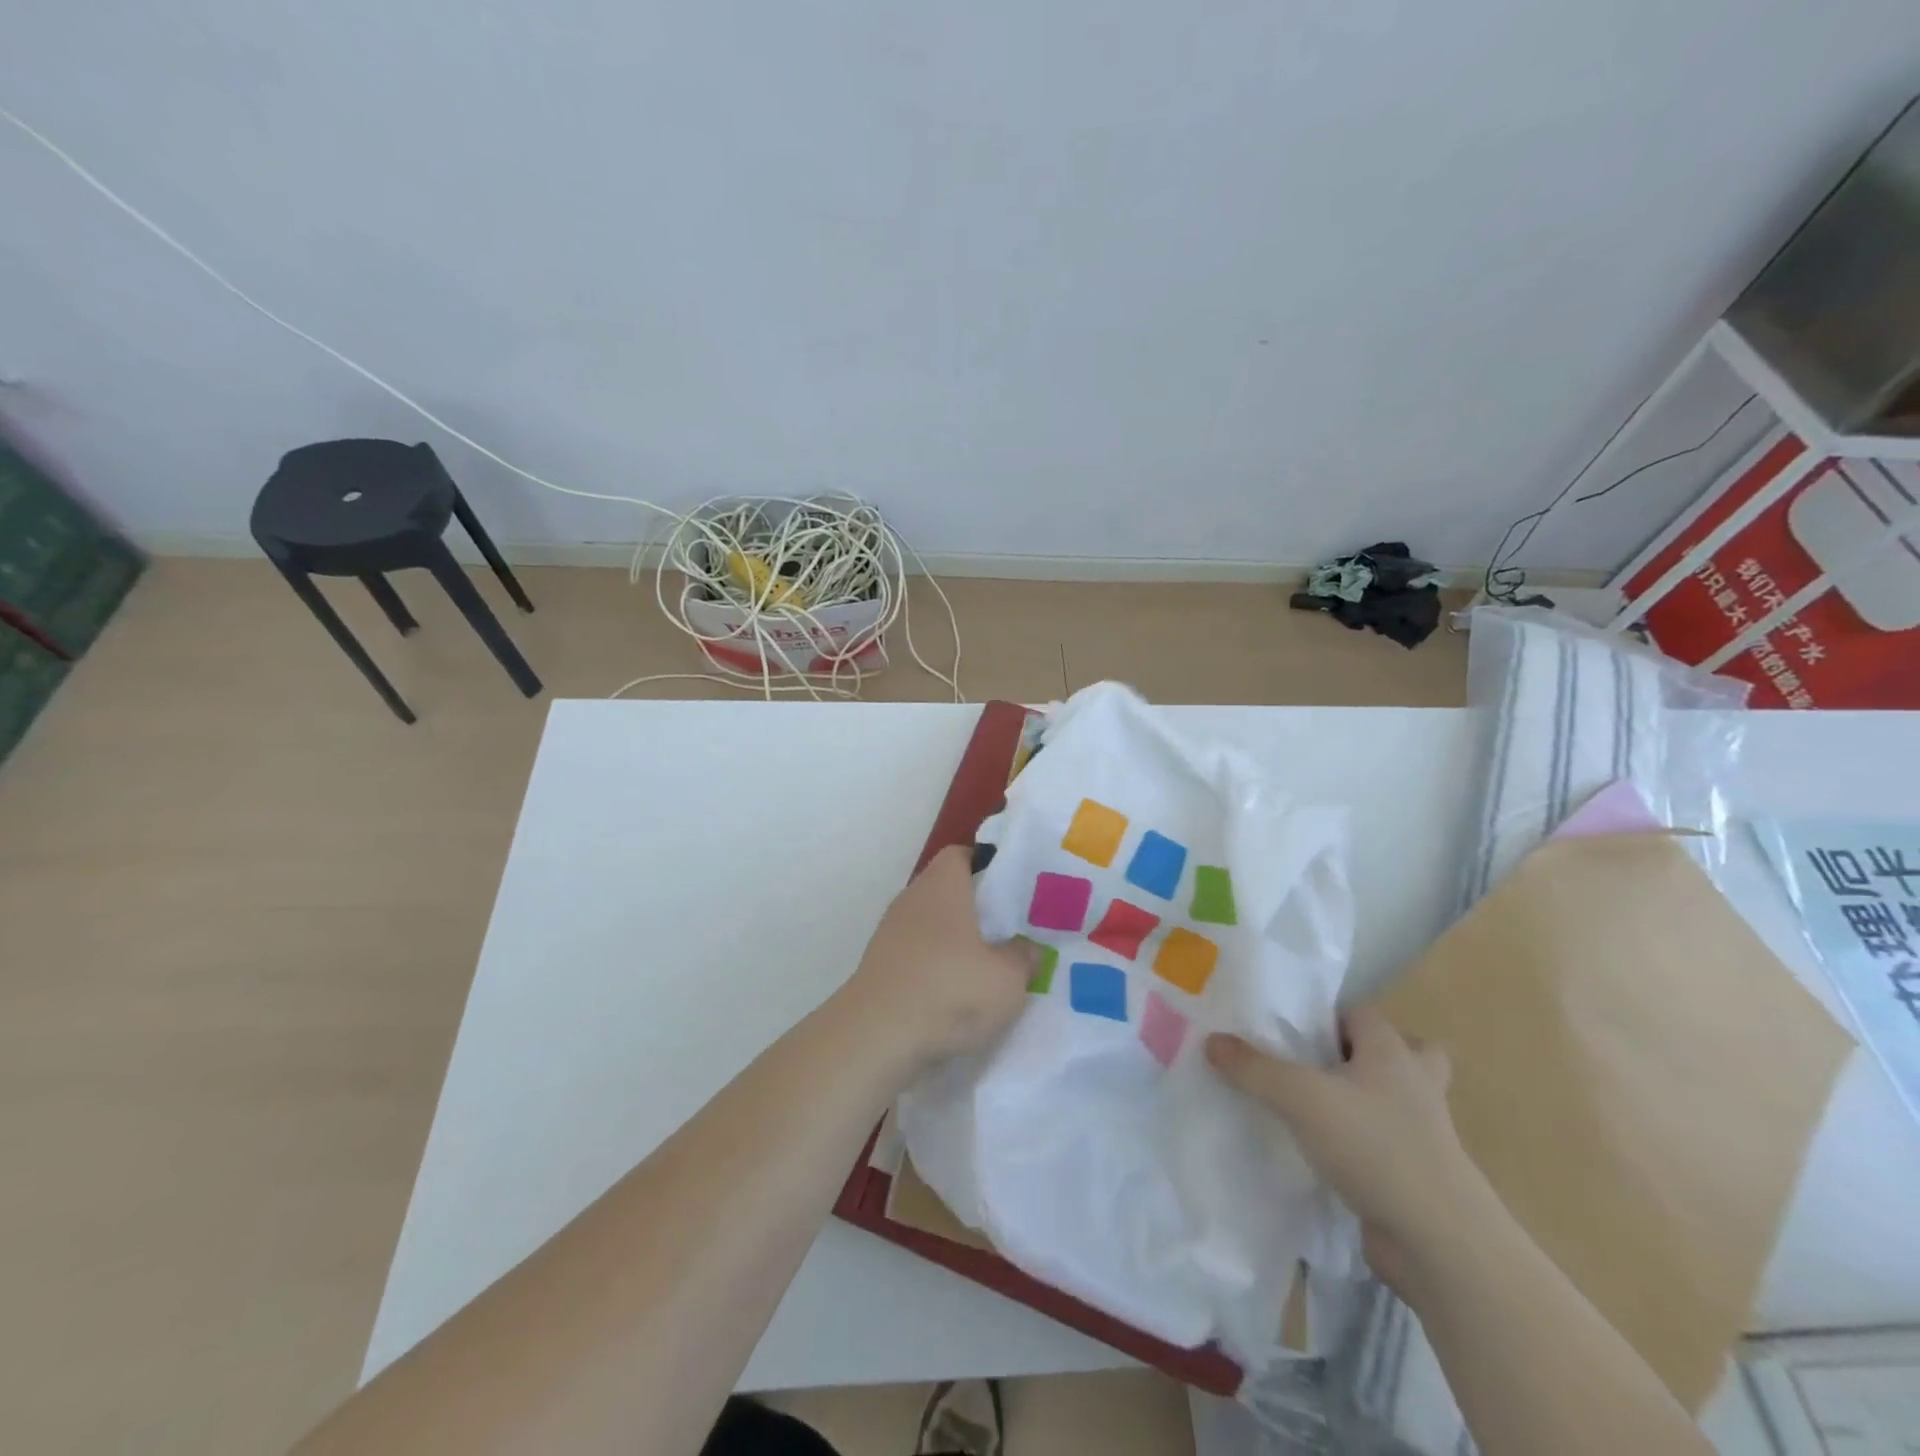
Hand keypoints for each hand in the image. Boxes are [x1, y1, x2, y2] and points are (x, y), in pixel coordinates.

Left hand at [840, 845, 1035, 1074]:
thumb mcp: (1008, 979)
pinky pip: (916, 955)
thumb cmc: (950, 991)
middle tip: (1009, 929)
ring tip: (987, 966)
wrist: (877, 1037)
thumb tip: (1027, 949)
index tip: (1012, 886)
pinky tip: (955, 994)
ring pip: (931, 925)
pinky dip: (935, 967)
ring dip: (955, 941)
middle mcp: (912, 899)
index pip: (961, 855)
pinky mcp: (879, 966)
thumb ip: (1023, 958)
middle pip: (946, 890)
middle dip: (975, 907)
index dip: (987, 865)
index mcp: (942, 885)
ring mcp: (890, 933)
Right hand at [1206, 1006, 1487, 1293]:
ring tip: (1316, 1106)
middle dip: (1358, 1055)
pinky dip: (1361, 1141)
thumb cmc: (1374, 1147)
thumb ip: (1254, 1068)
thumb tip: (1212, 1040)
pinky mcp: (1418, 1174)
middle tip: (1314, 1065)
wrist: (1440, 1243)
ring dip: (1362, 1099)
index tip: (1284, 1029)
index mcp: (1392, 1052)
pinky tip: (1323, 1152)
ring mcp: (1423, 1132)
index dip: (1323, 1015)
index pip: (1359, 1013)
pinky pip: (1386, 1141)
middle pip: (1396, 1051)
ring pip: (1394, 1099)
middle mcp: (1414, 1083)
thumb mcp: (1301, 1098)